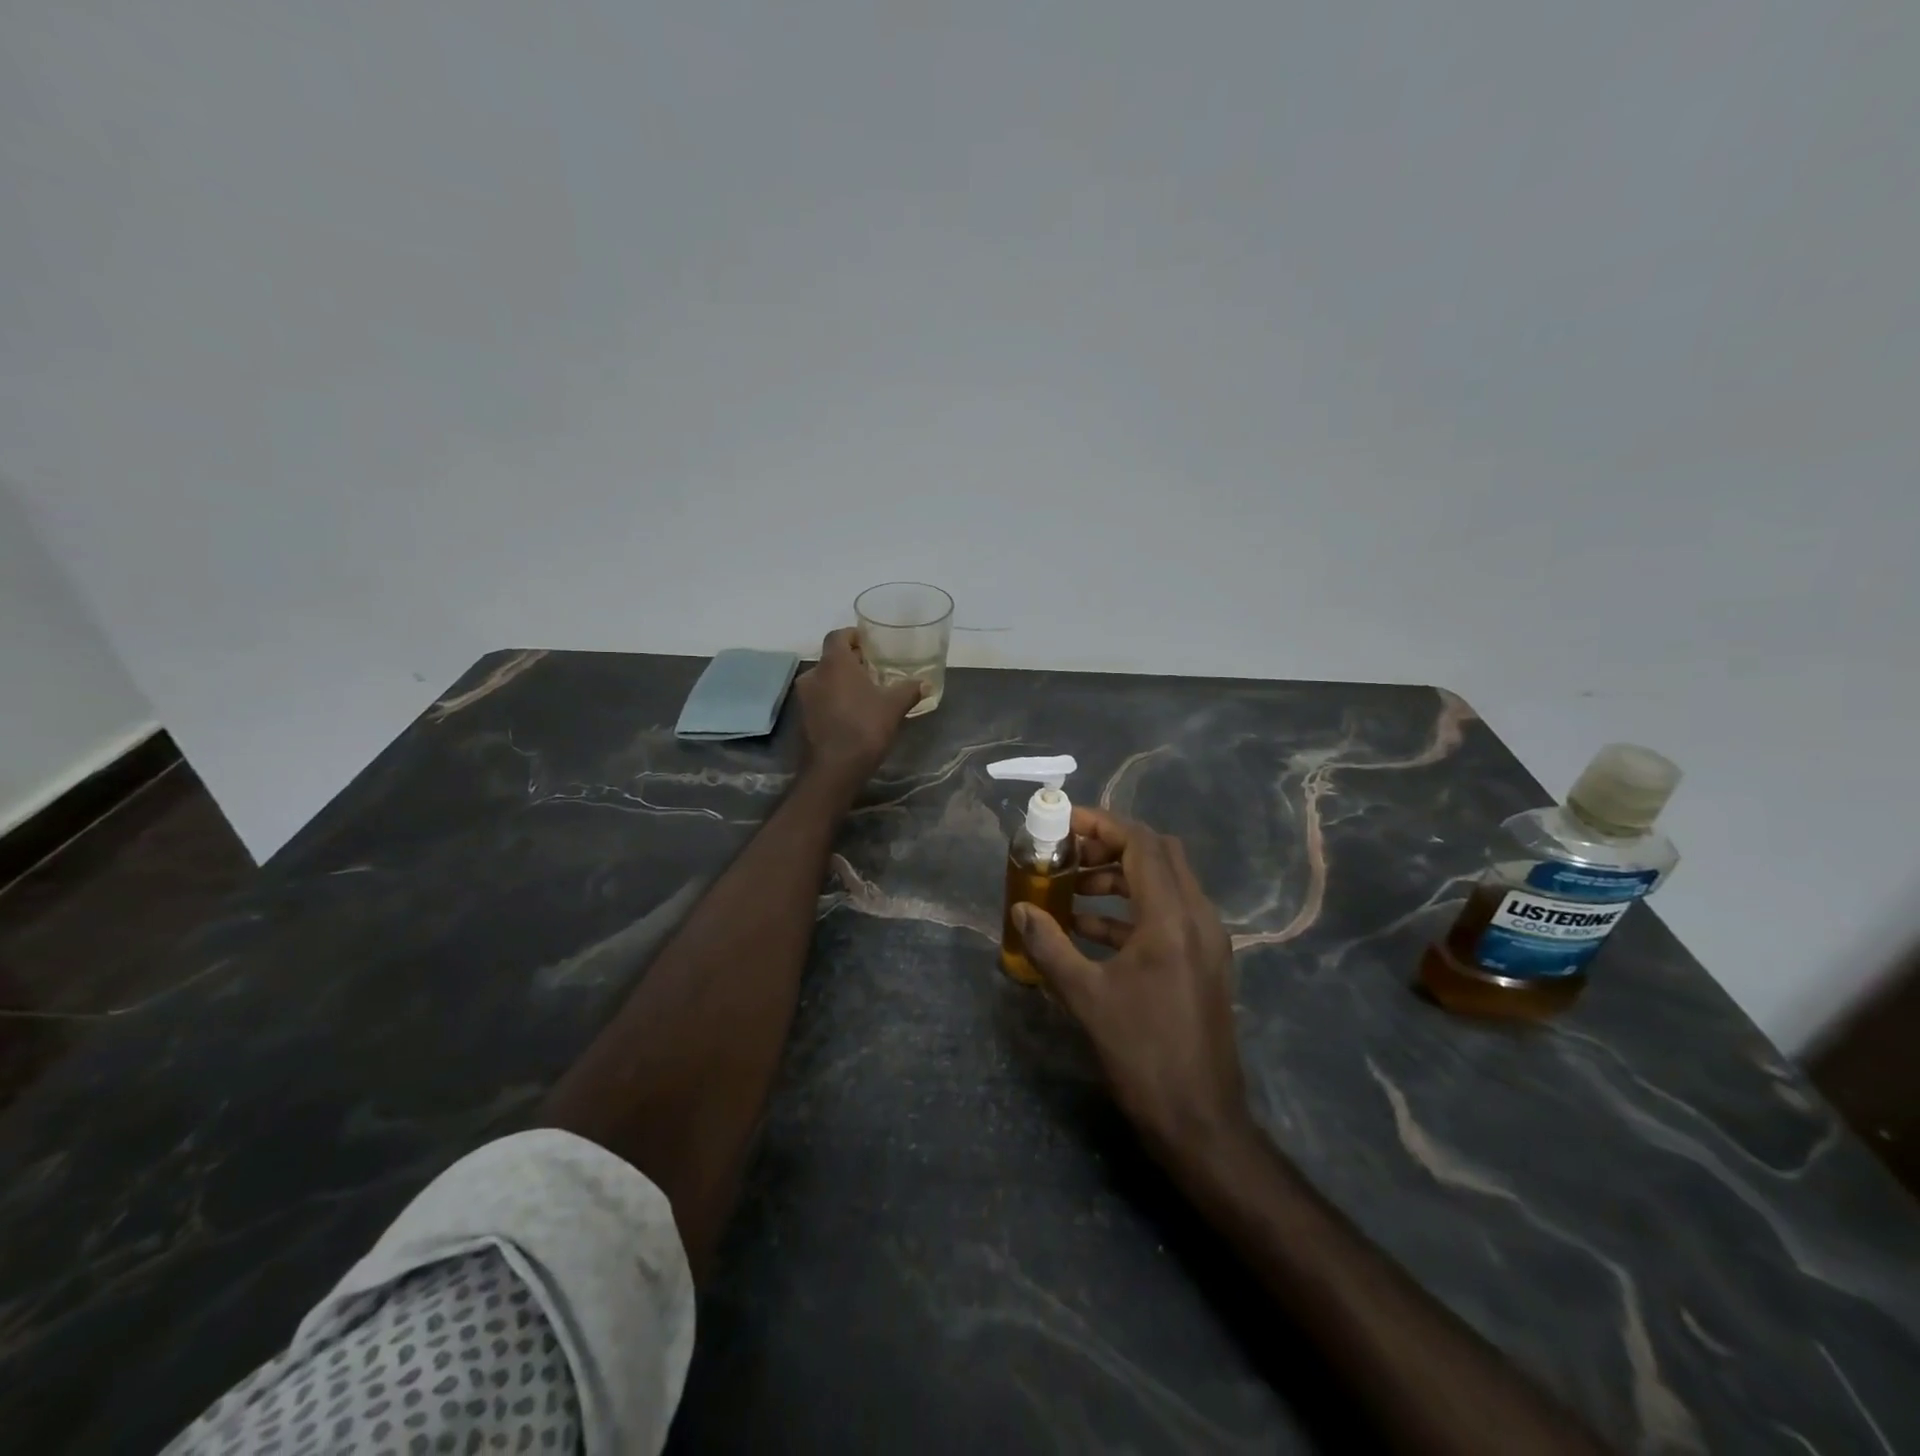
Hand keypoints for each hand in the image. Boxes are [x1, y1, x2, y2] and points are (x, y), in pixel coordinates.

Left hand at [794, 628, 924, 784]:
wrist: (834, 769)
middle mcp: (813, 674)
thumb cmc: (864, 727)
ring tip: (865, 691)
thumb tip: (925, 683)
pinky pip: (820, 698)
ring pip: (824, 679)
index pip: (838, 635)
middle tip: (872, 668)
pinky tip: (852, 711)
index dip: (853, 635)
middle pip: (831, 658)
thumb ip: (909, 690)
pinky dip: (833, 699)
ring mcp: (804, 697)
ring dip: (841, 682)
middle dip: (851, 661)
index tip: (868, 642)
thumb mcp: (894, 706)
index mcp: (834, 663)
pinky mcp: (802, 718)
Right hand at [1013, 807, 1253, 1167]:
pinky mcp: (1204, 961)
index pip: (1142, 844)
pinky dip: (1132, 909)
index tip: (1065, 823)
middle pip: (1159, 854)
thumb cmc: (1142, 1054)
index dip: (1103, 825)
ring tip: (1074, 889)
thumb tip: (1020, 909)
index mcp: (1173, 918)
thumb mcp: (1086, 997)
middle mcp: (1198, 918)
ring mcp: (1207, 940)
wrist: (1200, 1120)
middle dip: (1112, 845)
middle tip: (1070, 852)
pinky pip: (1168, 914)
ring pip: (1165, 883)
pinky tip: (1091, 930)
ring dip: (1120, 878)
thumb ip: (1050, 946)